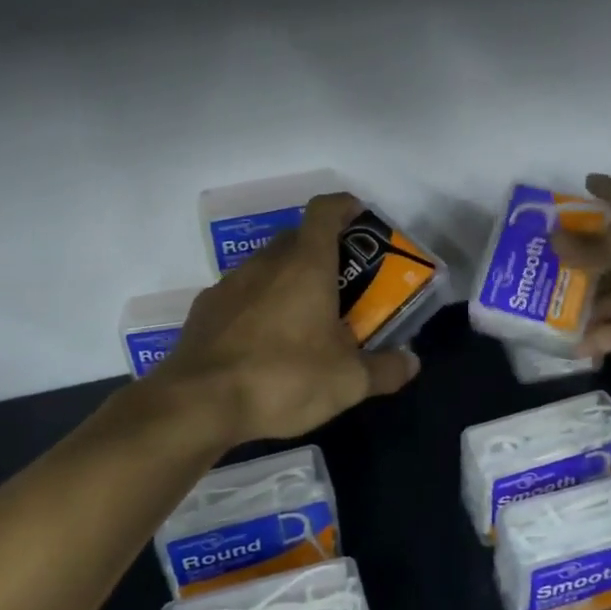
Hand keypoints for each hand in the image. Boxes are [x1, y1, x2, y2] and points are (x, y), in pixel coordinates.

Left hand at [156, 193, 421, 441]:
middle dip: (323, 250)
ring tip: (305, 316)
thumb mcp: (348, 382)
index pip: (325, 210)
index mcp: (305, 265)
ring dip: (288, 278)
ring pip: (267, 265)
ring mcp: (229, 283)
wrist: (199, 403)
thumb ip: (385, 370)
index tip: (360, 218)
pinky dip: (258, 303)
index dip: (345, 206)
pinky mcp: (205, 309)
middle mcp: (266, 263)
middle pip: (297, 237)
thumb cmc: (284, 378)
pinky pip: (241, 293)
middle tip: (343, 283)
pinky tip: (264, 340)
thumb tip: (411, 363)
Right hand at [549, 174, 610, 363]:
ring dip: (583, 303)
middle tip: (540, 264)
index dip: (603, 189)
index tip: (584, 182)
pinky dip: (600, 337)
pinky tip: (571, 346)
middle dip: (578, 258)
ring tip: (544, 311)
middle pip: (610, 251)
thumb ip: (587, 246)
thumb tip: (553, 238)